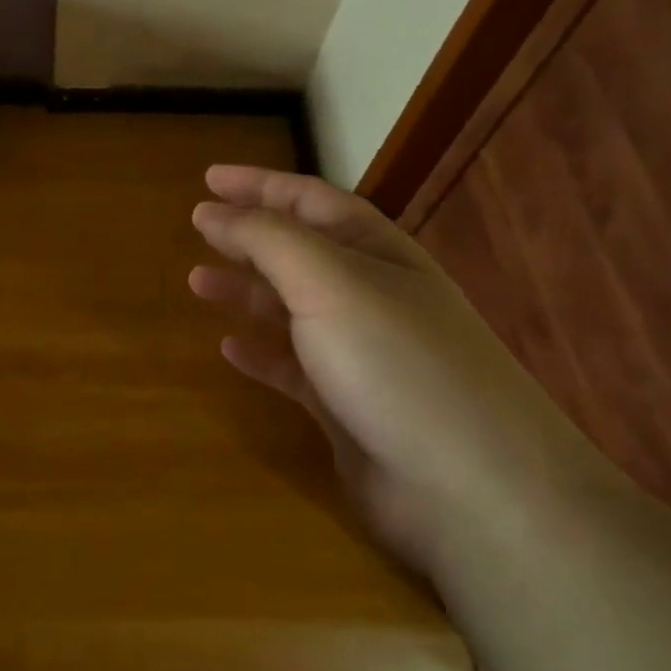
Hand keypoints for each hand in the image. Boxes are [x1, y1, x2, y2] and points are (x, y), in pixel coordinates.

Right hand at [189, 166, 593, 570]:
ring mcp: (361, 355)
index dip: (259, 185)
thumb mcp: (329, 282)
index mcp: (376, 252)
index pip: (309, 201)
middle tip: (197, 227)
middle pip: (299, 251)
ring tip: (197, 283)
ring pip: (291, 308)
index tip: (208, 178)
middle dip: (249, 235)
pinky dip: (260, 353)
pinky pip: (292, 369)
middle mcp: (370, 296)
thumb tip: (212, 211)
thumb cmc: (397, 363)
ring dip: (246, 291)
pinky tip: (229, 349)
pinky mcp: (347, 408)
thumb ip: (267, 240)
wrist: (472, 491)